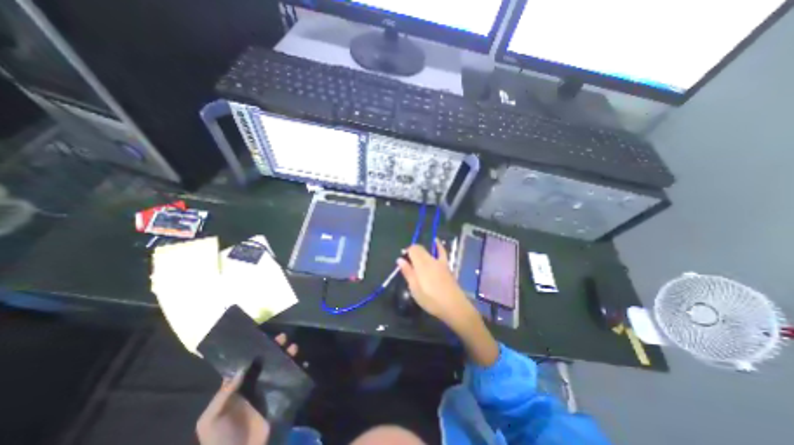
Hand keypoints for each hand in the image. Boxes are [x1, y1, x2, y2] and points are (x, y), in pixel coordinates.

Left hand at [196, 334, 299, 444]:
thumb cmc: (220, 440)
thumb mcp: (211, 419)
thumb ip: (223, 395)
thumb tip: (242, 368)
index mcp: (238, 387)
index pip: (249, 363)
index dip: (257, 350)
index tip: (266, 337)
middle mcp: (256, 385)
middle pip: (268, 361)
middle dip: (276, 348)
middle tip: (283, 338)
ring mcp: (270, 391)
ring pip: (281, 368)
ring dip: (288, 356)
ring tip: (294, 348)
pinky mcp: (282, 398)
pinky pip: (292, 381)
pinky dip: (299, 371)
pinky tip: (304, 363)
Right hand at [401, 241, 496, 366]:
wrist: (453, 306)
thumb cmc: (431, 300)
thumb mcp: (415, 289)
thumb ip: (408, 272)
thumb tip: (399, 259)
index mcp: (421, 265)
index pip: (412, 249)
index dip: (406, 252)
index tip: (402, 260)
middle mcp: (430, 260)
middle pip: (419, 248)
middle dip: (412, 251)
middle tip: (408, 263)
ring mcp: (439, 262)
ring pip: (428, 250)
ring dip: (421, 251)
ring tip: (416, 257)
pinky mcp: (446, 265)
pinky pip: (442, 252)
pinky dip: (438, 245)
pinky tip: (436, 241)